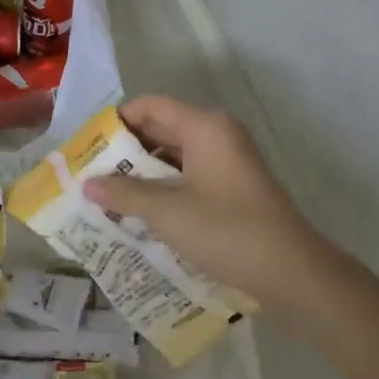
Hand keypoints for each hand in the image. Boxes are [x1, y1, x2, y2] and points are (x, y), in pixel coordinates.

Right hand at [84, 96, 331, 304]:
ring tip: (107, 195)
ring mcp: (228, 162)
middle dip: (125, 151)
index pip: (149, 106)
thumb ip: (124, 194)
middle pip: (161, 129)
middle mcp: (217, 135)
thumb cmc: (226, 230)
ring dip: (142, 173)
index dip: (116, 122)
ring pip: (174, 156)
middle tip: (90, 173)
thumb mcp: (167, 211)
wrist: (291, 272)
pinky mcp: (233, 188)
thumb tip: (87, 184)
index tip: (87, 147)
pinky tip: (140, 211)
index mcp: (204, 127)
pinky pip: (189, 177)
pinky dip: (164, 188)